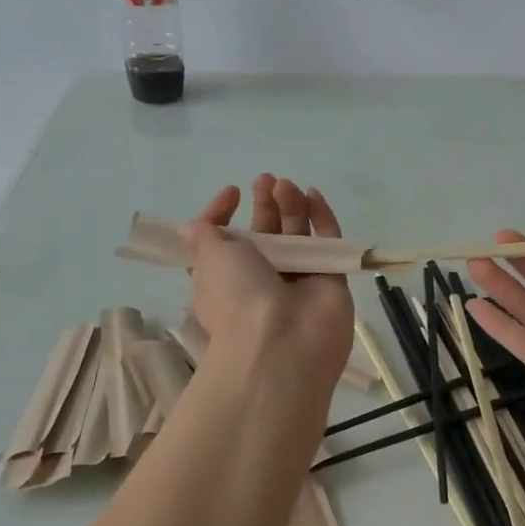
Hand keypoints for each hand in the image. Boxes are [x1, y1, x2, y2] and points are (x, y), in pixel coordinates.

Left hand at [182, 175, 354, 386]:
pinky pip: (328, 244)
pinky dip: (322, 219)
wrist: (283, 345)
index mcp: (225, 278)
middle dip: (265, 206)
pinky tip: (314, 195)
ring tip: (287, 186)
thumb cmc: (237, 298)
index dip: (224, 215)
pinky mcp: (330, 282)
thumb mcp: (208, 259)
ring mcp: (299, 281)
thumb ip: (205, 235)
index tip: (232, 193)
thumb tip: (194, 225)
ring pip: (297, 236)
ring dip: (291, 207)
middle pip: (265, 235)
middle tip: (266, 181)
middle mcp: (261, 280)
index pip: (224, 242)